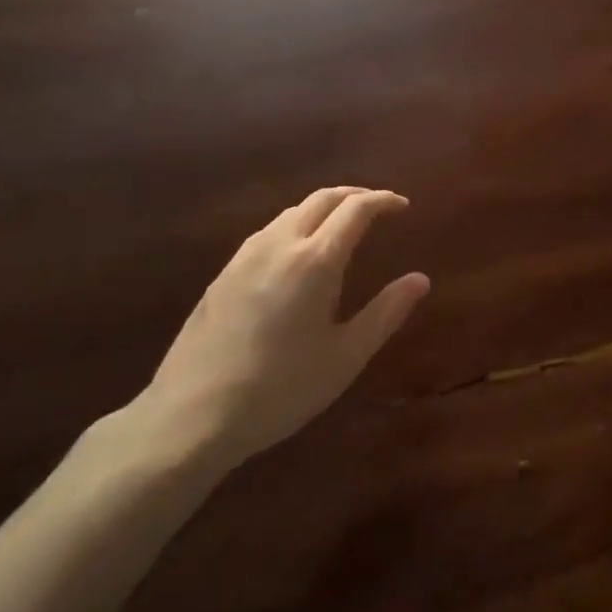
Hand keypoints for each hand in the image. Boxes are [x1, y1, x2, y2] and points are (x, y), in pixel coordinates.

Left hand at [136, 187, 429, 470]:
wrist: (191, 416)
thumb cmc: (281, 389)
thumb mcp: (345, 356)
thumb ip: (386, 313)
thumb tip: (420, 280)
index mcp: (315, 261)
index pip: (355, 209)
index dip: (383, 200)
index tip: (402, 206)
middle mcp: (279, 245)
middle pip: (321, 198)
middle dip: (354, 195)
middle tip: (377, 208)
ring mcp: (245, 256)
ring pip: (291, 211)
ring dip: (323, 208)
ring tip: (342, 227)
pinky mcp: (223, 274)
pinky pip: (269, 231)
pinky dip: (296, 225)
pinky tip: (299, 255)